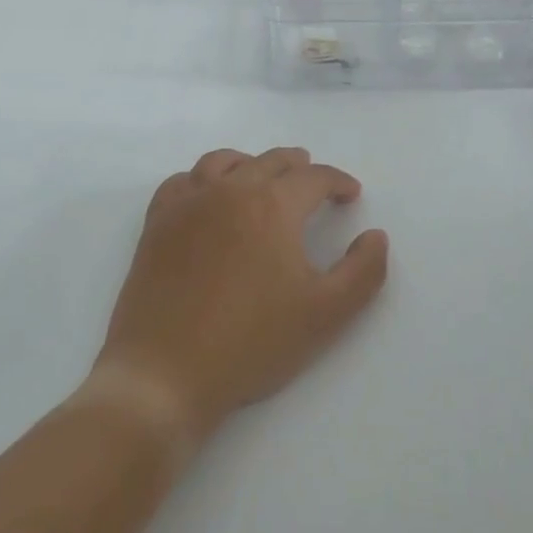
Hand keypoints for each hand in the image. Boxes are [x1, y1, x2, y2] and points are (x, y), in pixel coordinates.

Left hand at [86, 148, 389, 449]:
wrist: (165, 372)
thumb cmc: (251, 343)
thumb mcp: (325, 314)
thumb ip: (362, 271)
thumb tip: (376, 236)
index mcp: (272, 205)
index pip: (313, 178)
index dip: (338, 181)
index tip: (350, 194)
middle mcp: (228, 191)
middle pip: (269, 161)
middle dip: (298, 166)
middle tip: (312, 178)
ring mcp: (186, 204)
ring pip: (222, 162)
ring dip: (251, 163)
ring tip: (262, 176)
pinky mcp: (156, 223)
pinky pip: (182, 182)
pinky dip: (203, 178)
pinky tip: (207, 196)